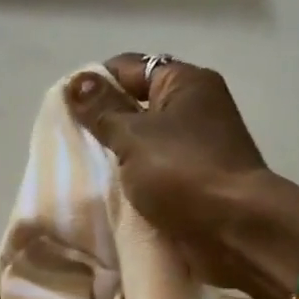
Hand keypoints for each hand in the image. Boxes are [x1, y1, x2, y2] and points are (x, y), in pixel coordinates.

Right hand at [66, 55, 298, 298]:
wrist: (235, 230)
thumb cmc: (184, 172)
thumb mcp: (134, 137)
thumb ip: (102, 112)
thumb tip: (75, 82)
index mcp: (185, 82)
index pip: (129, 68)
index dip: (94, 84)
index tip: (63, 111)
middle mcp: (195, 108)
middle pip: (136, 106)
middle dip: (103, 124)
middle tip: (68, 145)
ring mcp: (197, 147)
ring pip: (144, 144)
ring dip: (116, 158)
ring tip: (81, 171)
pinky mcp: (195, 182)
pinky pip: (155, 173)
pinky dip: (133, 181)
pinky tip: (108, 194)